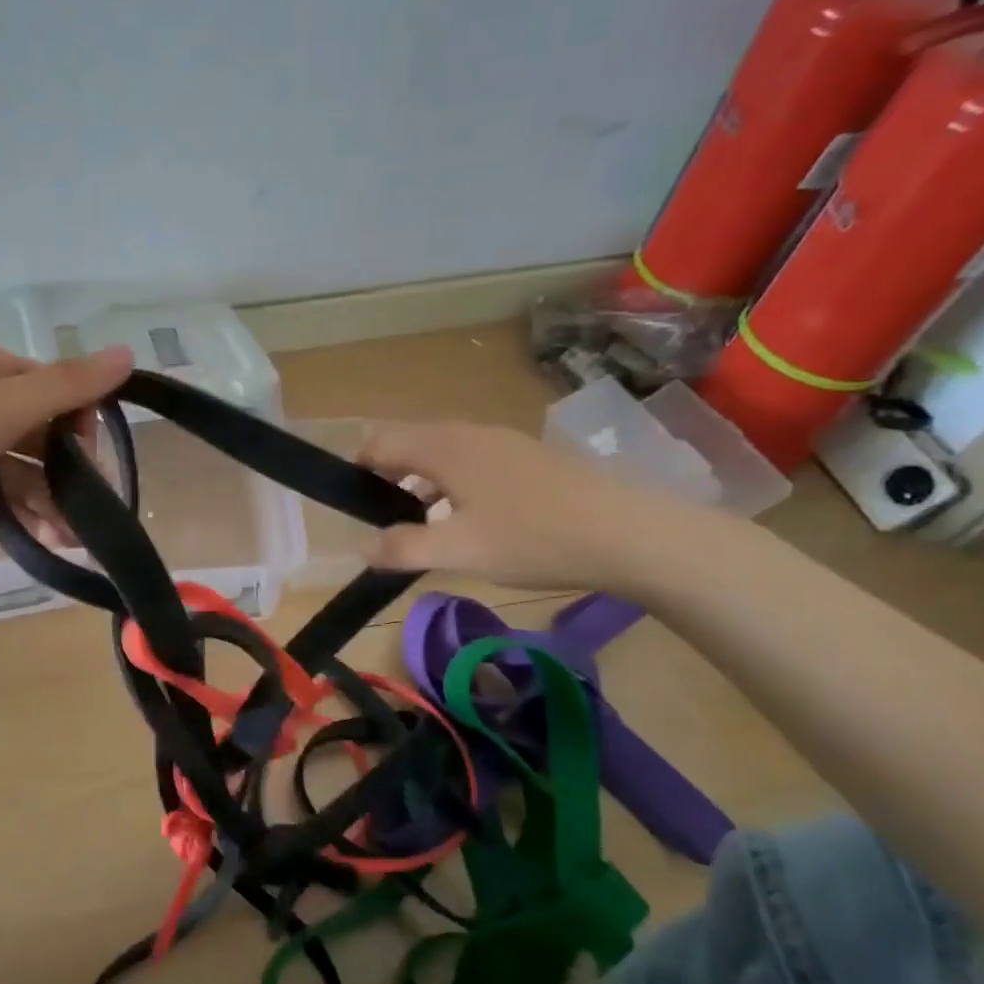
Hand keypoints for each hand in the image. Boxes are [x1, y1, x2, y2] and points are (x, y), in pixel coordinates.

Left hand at [0, 340, 134, 585]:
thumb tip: (130, 352)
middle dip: (71, 469)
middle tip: (92, 507)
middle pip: (43, 432)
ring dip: (54, 499)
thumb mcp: (3, 404)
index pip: (55, 386)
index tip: (93, 457)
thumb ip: (68, 385)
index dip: (81, 420)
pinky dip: (29, 515)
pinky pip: (4, 499)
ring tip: (73, 534)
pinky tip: (50, 538)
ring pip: (26, 470)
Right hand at [356, 420, 710, 593]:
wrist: (629, 534)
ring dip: (419, 480)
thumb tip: (362, 547)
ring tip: (424, 524)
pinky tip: (470, 519)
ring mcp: (501, 441)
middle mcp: (467, 432)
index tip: (354, 507)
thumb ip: (403, 548)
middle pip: (408, 441)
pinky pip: (469, 459)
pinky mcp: (526, 456)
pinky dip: (451, 482)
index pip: (378, 442)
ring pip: (440, 450)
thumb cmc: (534, 539)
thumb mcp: (459, 551)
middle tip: (386, 521)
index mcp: (443, 447)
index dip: (357, 469)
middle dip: (386, 476)